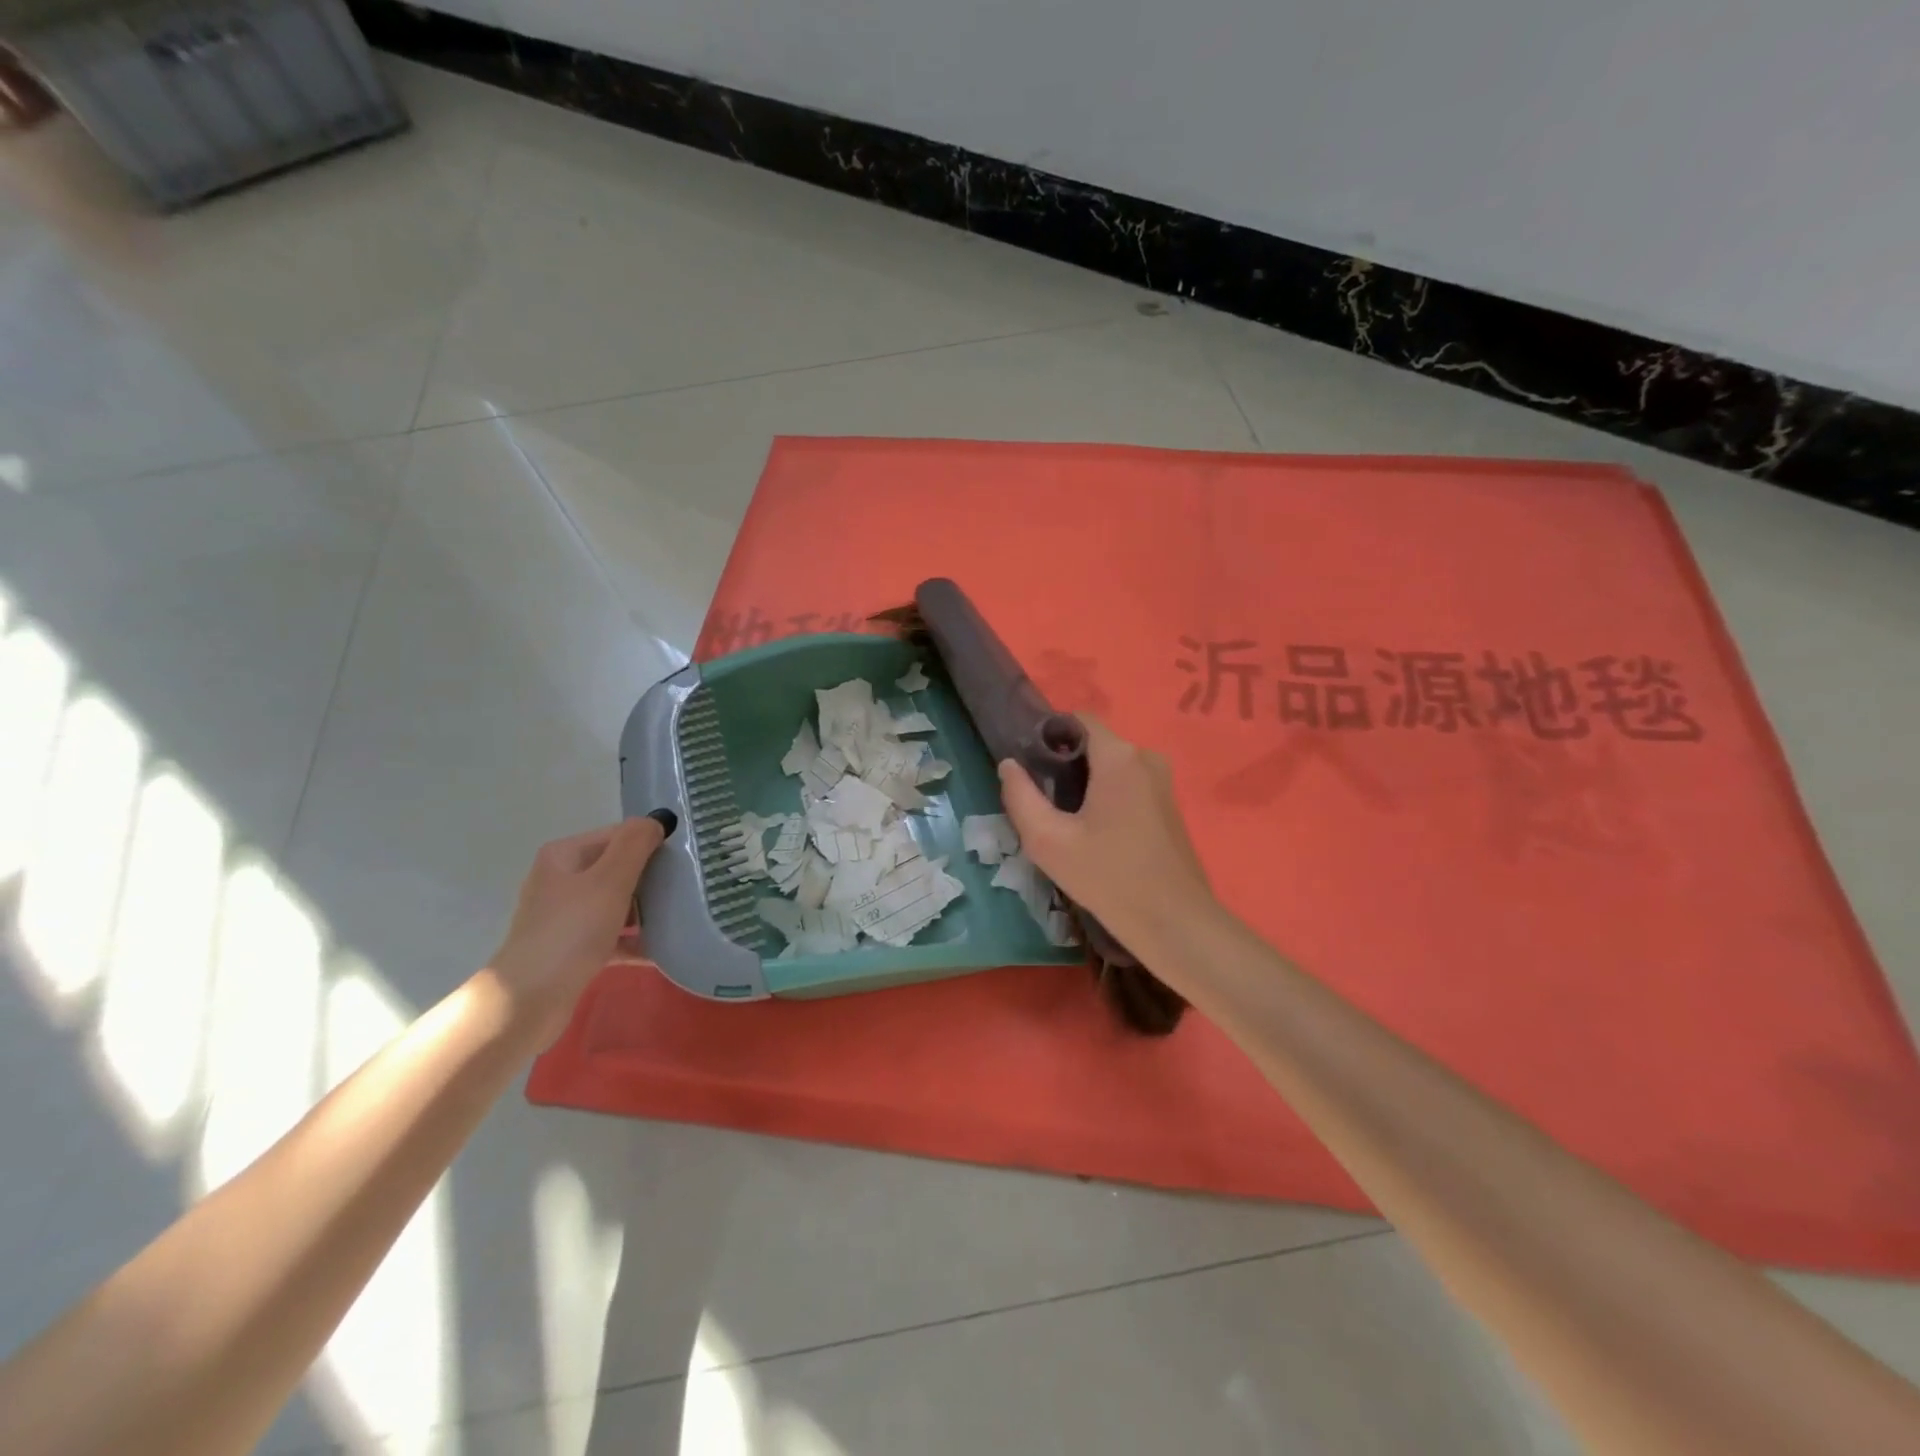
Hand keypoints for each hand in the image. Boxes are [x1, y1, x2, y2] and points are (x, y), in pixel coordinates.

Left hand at [489, 815, 670, 1045]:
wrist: (527, 1001)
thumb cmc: (572, 931)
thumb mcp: (610, 880)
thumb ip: (636, 845)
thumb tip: (658, 820)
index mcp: (565, 856)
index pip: (618, 836)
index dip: (651, 844)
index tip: (684, 860)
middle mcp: (561, 880)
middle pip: (618, 868)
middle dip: (651, 878)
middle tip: (686, 889)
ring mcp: (564, 916)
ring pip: (617, 903)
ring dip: (646, 910)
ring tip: (680, 918)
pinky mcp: (571, 949)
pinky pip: (612, 936)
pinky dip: (634, 940)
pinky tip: (662, 950)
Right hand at [997, 719, 1214, 957]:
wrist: (1174, 922)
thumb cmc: (1108, 877)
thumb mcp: (1048, 841)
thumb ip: (1020, 796)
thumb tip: (1009, 764)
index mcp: (1119, 756)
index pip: (1077, 720)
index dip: (1048, 736)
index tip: (1030, 769)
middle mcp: (1146, 757)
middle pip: (1093, 745)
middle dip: (1063, 765)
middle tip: (1042, 804)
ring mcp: (1162, 781)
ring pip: (1110, 767)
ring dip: (1084, 785)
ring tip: (1064, 823)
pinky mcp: (1168, 805)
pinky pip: (1127, 785)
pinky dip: (1105, 798)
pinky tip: (1093, 835)